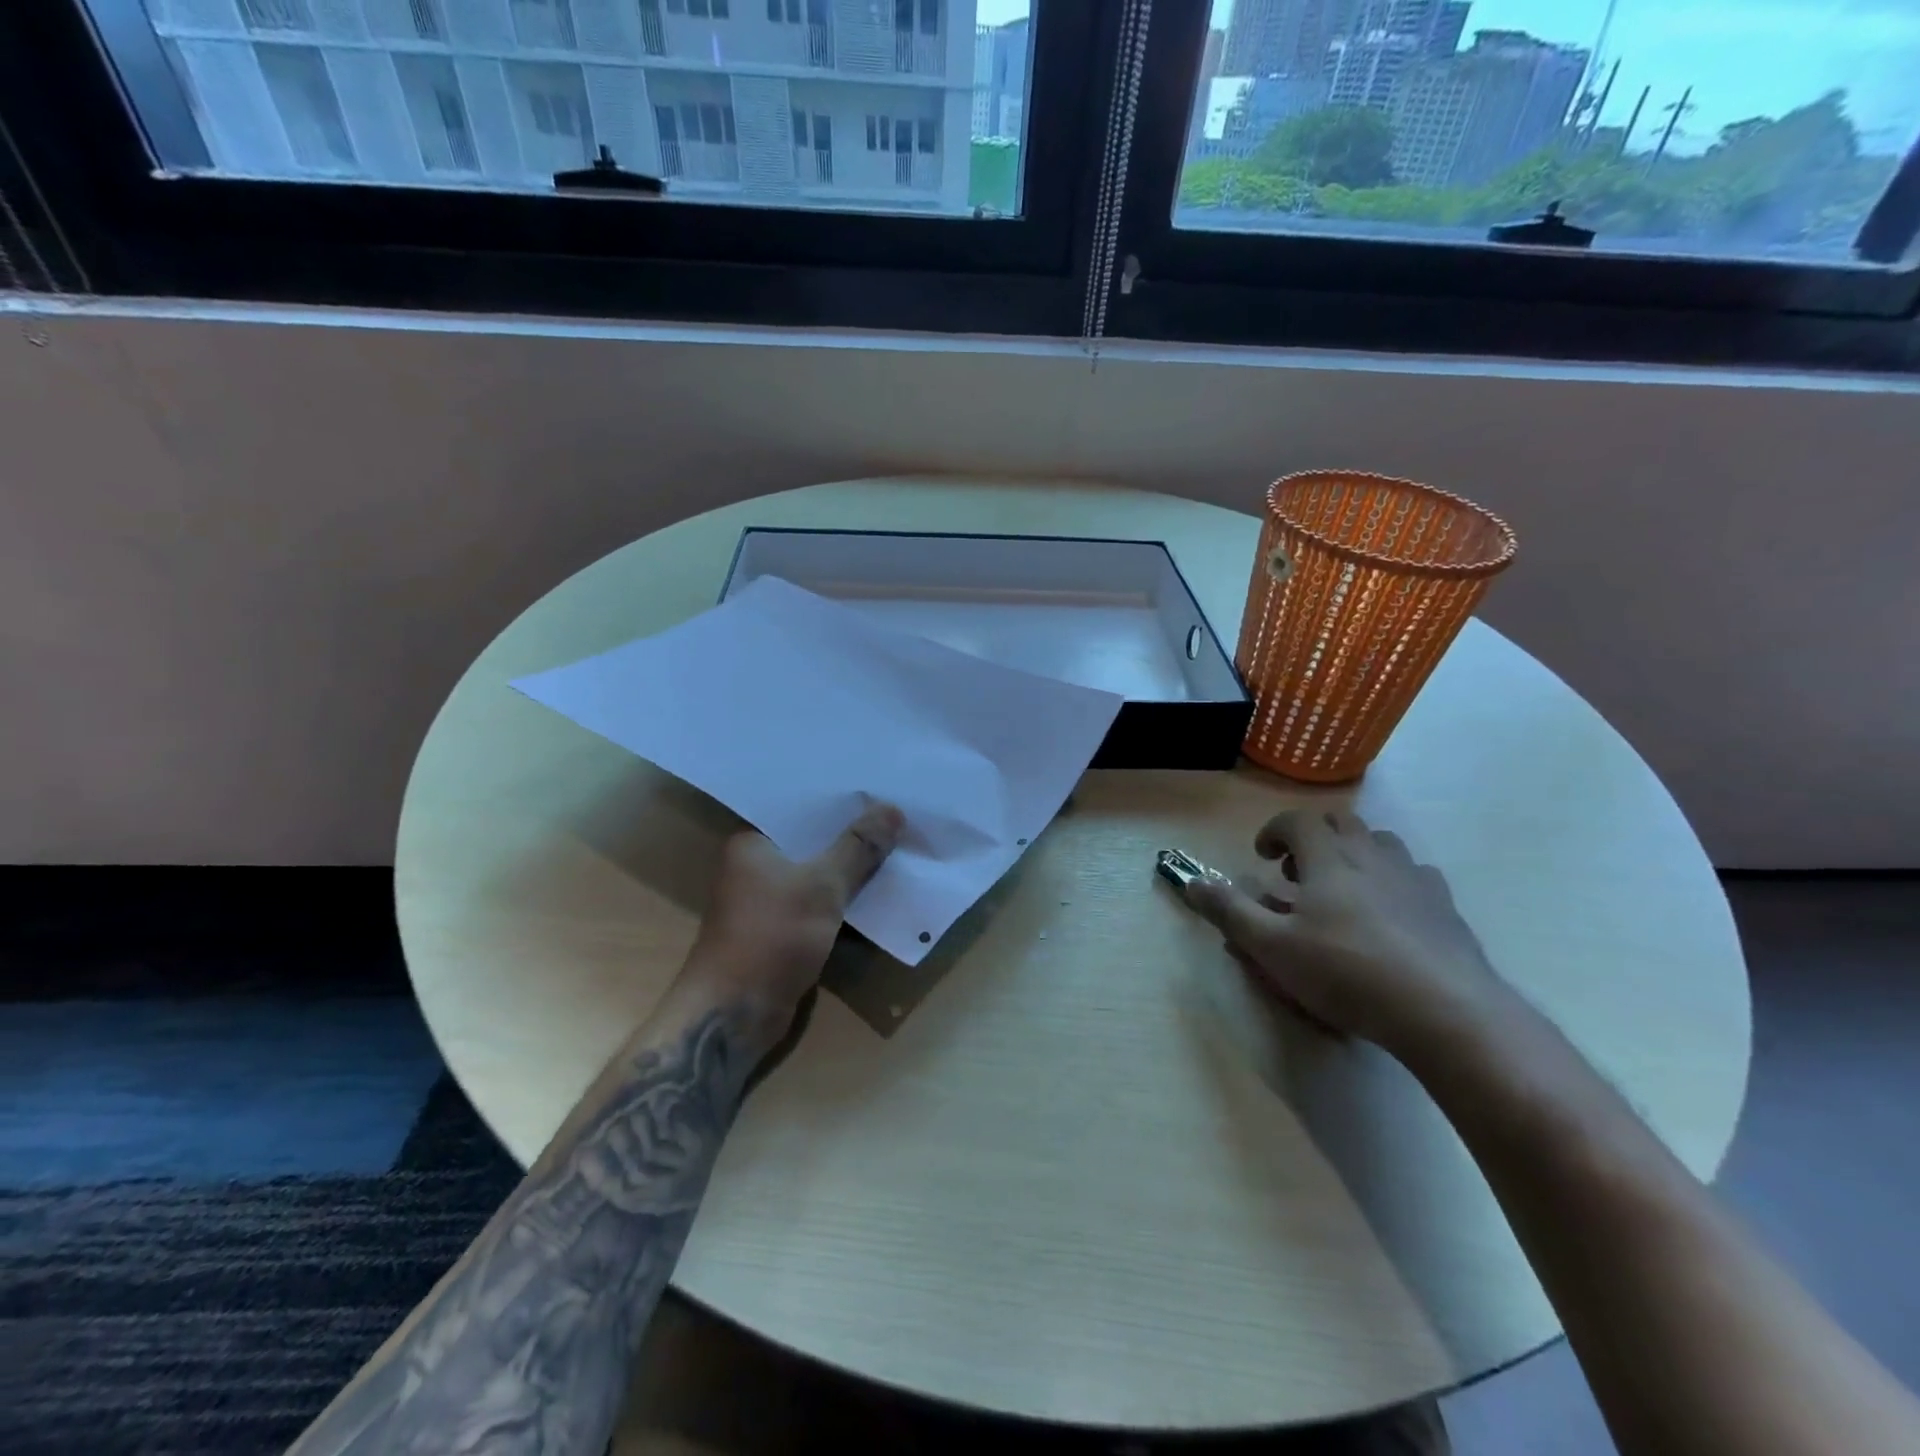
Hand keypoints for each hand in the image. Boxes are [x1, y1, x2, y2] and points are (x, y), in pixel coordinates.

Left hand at [685, 802, 903, 1029]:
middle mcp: (756, 866)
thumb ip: (858, 847)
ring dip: (852, 868)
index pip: (802, 809)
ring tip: (897, 845)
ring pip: (819, 873)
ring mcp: (768, 900)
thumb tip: (893, 809)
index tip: (880, 789)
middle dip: (853, 834)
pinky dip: (845, 898)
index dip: (841, 800)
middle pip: (813, 841)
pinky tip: (880, 889)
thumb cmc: (771, 936)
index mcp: (752, 843)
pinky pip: (820, 902)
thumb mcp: (822, 885)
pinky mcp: (782, 930)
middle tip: (898, 814)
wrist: (734, 1014)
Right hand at [1184, 808, 1510, 1057]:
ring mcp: (1414, 879)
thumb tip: (1192, 882)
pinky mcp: (1446, 907)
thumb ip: (1229, 911)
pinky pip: (1415, 876)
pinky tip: (1389, 915)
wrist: (1445, 1011)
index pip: (1298, 820)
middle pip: (1341, 824)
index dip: (1275, 831)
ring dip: (1355, 854)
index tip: (1263, 857)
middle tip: (1298, 874)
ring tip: (1343, 890)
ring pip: (1381, 844)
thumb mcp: (1272, 947)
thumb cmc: (1346, 973)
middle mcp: (1372, 857)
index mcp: (1329, 860)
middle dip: (1313, 839)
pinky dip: (1393, 881)